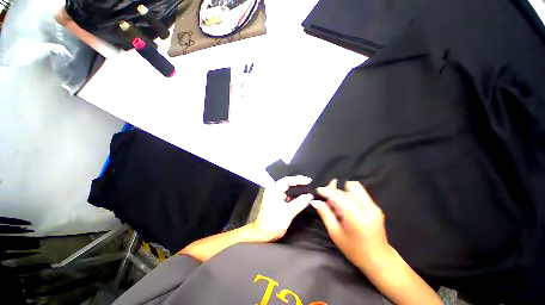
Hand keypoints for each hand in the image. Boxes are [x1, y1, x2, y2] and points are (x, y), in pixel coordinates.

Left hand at [250, 176, 313, 241]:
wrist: (262, 234)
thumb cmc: (272, 223)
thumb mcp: (288, 212)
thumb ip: (300, 202)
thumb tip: (310, 196)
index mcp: (274, 189)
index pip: (288, 180)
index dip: (299, 179)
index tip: (309, 180)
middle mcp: (273, 190)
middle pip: (287, 182)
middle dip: (298, 182)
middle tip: (309, 183)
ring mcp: (274, 195)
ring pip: (287, 188)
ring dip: (296, 188)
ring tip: (307, 188)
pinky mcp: (276, 200)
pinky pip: (286, 194)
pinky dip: (294, 194)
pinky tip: (301, 196)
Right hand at [310, 180, 391, 268]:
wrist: (379, 260)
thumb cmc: (354, 250)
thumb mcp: (335, 234)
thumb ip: (325, 214)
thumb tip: (315, 201)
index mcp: (356, 217)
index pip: (339, 196)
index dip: (327, 190)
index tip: (318, 190)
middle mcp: (367, 207)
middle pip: (348, 187)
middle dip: (335, 190)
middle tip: (327, 199)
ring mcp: (373, 206)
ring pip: (355, 187)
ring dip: (343, 191)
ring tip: (337, 203)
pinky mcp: (375, 206)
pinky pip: (359, 193)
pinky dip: (349, 195)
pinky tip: (345, 207)